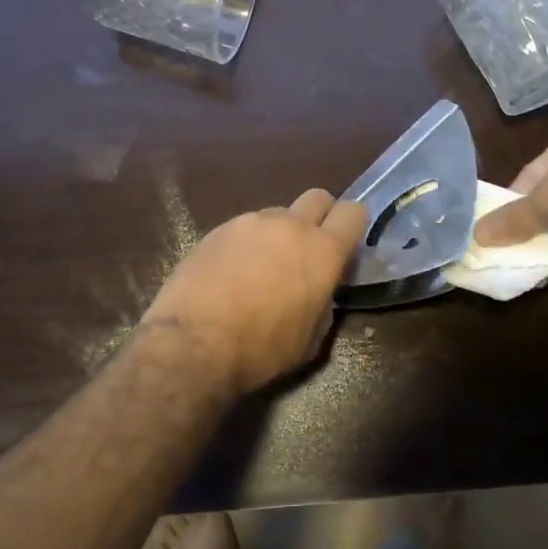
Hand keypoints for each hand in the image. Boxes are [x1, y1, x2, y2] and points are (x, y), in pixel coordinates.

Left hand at [139, 189, 367, 397]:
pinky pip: (244, 228)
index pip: (354, 213)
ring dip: (277, 234)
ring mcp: (252, 222)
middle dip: (319, 217)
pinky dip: (245, 244)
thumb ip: (323, 302)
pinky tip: (229, 274)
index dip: (353, 226)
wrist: (193, 343)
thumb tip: (319, 290)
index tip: (344, 246)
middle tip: (306, 251)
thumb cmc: (261, 350)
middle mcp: (291, 225)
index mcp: (323, 250)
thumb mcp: (310, 340)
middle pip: (318, 198)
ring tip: (259, 269)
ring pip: (277, 214)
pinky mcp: (218, 228)